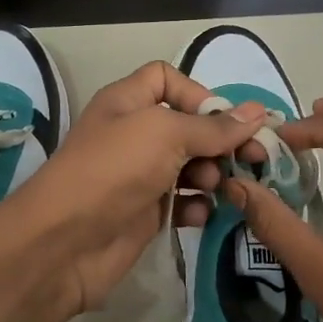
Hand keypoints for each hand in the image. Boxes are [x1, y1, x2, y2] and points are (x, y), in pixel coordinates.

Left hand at [12, 62, 267, 316]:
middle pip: (189, 126)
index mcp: (128, 102)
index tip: (225, 120)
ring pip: (191, 166)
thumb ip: (213, 127)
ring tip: (218, 187)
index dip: (198, 94)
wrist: (64, 242)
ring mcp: (140, 175)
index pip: (167, 79)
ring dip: (212, 175)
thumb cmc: (113, 170)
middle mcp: (135, 134)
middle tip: (253, 158)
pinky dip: (196, 206)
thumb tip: (257, 112)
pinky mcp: (146, 213)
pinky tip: (199, 215)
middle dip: (220, 141)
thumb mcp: (164, 134)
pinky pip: (183, 202)